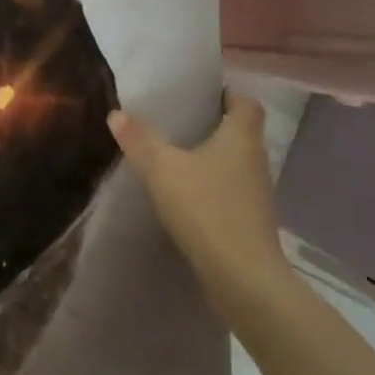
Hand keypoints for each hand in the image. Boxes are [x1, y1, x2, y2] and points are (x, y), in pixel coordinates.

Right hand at [108, 93, 296, 312]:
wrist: (244, 280)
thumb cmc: (207, 209)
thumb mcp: (163, 169)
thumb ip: (140, 139)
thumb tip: (117, 113)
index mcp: (242, 137)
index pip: (246, 102)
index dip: (226, 94)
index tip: (199, 95)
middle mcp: (256, 160)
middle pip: (240, 132)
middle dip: (212, 125)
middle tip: (176, 121)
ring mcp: (257, 194)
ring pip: (235, 163)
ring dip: (211, 158)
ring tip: (175, 156)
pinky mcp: (251, 222)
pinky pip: (230, 191)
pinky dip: (212, 187)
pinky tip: (185, 195)